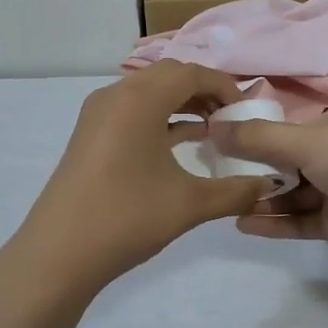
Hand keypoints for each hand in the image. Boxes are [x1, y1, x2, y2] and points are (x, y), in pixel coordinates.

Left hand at [7, 61, 280, 300]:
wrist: (58, 254)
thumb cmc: (126, 217)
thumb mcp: (189, 204)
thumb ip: (235, 191)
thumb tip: (269, 187)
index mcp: (139, 99)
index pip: (190, 73)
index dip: (223, 87)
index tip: (246, 112)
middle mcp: (115, 95)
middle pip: (168, 76)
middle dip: (203, 92)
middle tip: (230, 119)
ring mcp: (97, 115)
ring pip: (148, 93)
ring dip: (180, 104)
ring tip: (211, 130)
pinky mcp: (89, 135)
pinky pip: (131, 111)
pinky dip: (158, 118)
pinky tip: (179, 143)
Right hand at [210, 100, 327, 265]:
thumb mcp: (306, 140)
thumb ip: (257, 139)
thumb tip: (211, 126)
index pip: (287, 125)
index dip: (255, 134)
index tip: (218, 143)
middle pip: (287, 160)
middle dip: (254, 169)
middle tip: (214, 176)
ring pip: (292, 192)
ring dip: (262, 197)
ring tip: (223, 202)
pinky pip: (301, 220)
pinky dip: (276, 222)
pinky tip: (243, 223)